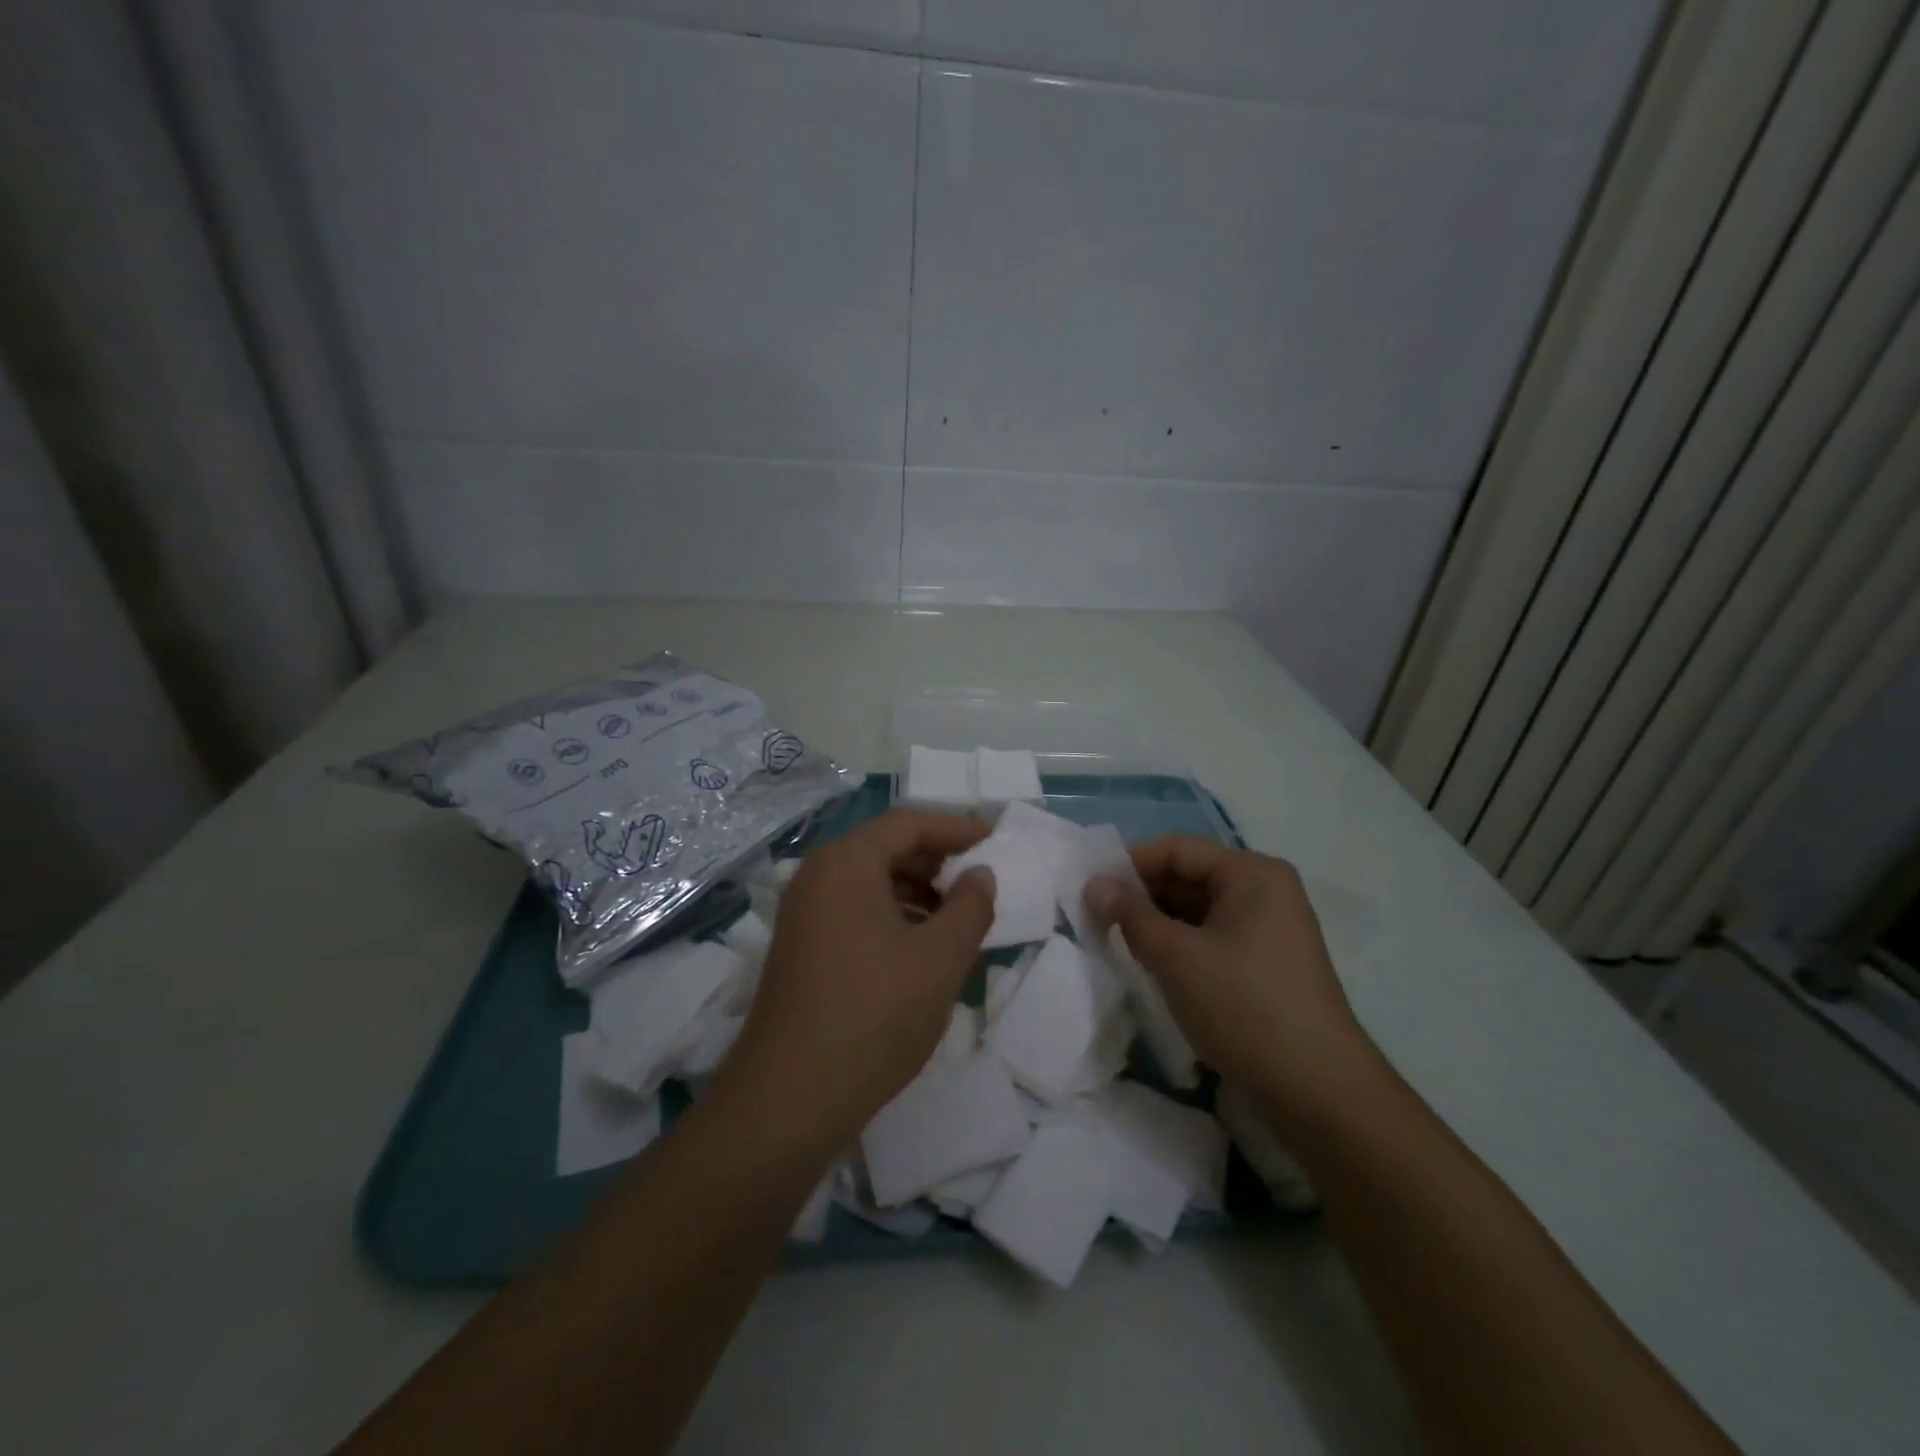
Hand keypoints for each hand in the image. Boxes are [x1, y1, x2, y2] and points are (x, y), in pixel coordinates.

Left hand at [717, 809, 995, 1156]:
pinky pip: (854, 911)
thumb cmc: (874, 1014)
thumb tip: (980, 875)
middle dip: (936, 861)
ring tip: (957, 919)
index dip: (955, 828)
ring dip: (917, 892)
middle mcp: (817, 877)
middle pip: (885, 849)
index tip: (994, 839)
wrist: (790, 1098)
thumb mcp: (940, 958)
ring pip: (870, 883)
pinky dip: (893, 917)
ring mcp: (803, 914)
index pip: (908, 823)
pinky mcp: (801, 948)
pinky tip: (920, 949)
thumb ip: (970, 907)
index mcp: (846, 863)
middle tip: (979, 881)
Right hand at [1086, 837, 1374, 1122]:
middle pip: (1189, 877)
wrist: (1318, 1090)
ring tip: (1118, 945)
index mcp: (1252, 873)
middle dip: (1142, 897)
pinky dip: (1181, 947)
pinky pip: (1213, 938)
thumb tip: (1094, 884)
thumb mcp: (1176, 956)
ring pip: (1198, 911)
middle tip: (1097, 920)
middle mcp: (1265, 891)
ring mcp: (1270, 929)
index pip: (1178, 850)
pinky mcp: (1267, 964)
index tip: (1090, 891)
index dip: (1130, 866)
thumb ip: (1130, 915)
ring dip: (1158, 924)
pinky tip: (1154, 967)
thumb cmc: (1244, 1006)